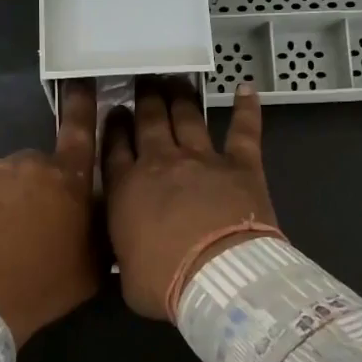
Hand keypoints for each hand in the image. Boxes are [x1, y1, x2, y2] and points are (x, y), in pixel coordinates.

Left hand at [0, 82, 101, 345]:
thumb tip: (102, 218)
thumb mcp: (90, 267)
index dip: (82, 105)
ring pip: (2, 182)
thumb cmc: (42, 286)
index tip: (81, 82)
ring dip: (5, 202)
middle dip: (38, 190)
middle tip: (34, 229)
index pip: (79, 131)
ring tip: (0, 242)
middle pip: (37, 169)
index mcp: (65, 179)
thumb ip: (100, 233)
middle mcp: (25, 164)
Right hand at [102, 78, 278, 318]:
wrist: (217, 277)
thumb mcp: (126, 276)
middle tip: (143, 83)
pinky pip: (243, 129)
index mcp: (126, 189)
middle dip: (144, 99)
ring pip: (187, 117)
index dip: (114, 126)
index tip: (115, 112)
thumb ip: (124, 256)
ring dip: (180, 96)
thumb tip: (125, 257)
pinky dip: (247, 108)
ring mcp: (201, 159)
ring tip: (175, 79)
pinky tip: (246, 88)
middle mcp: (160, 163)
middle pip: (148, 122)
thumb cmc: (164, 282)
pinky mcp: (240, 164)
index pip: (114, 147)